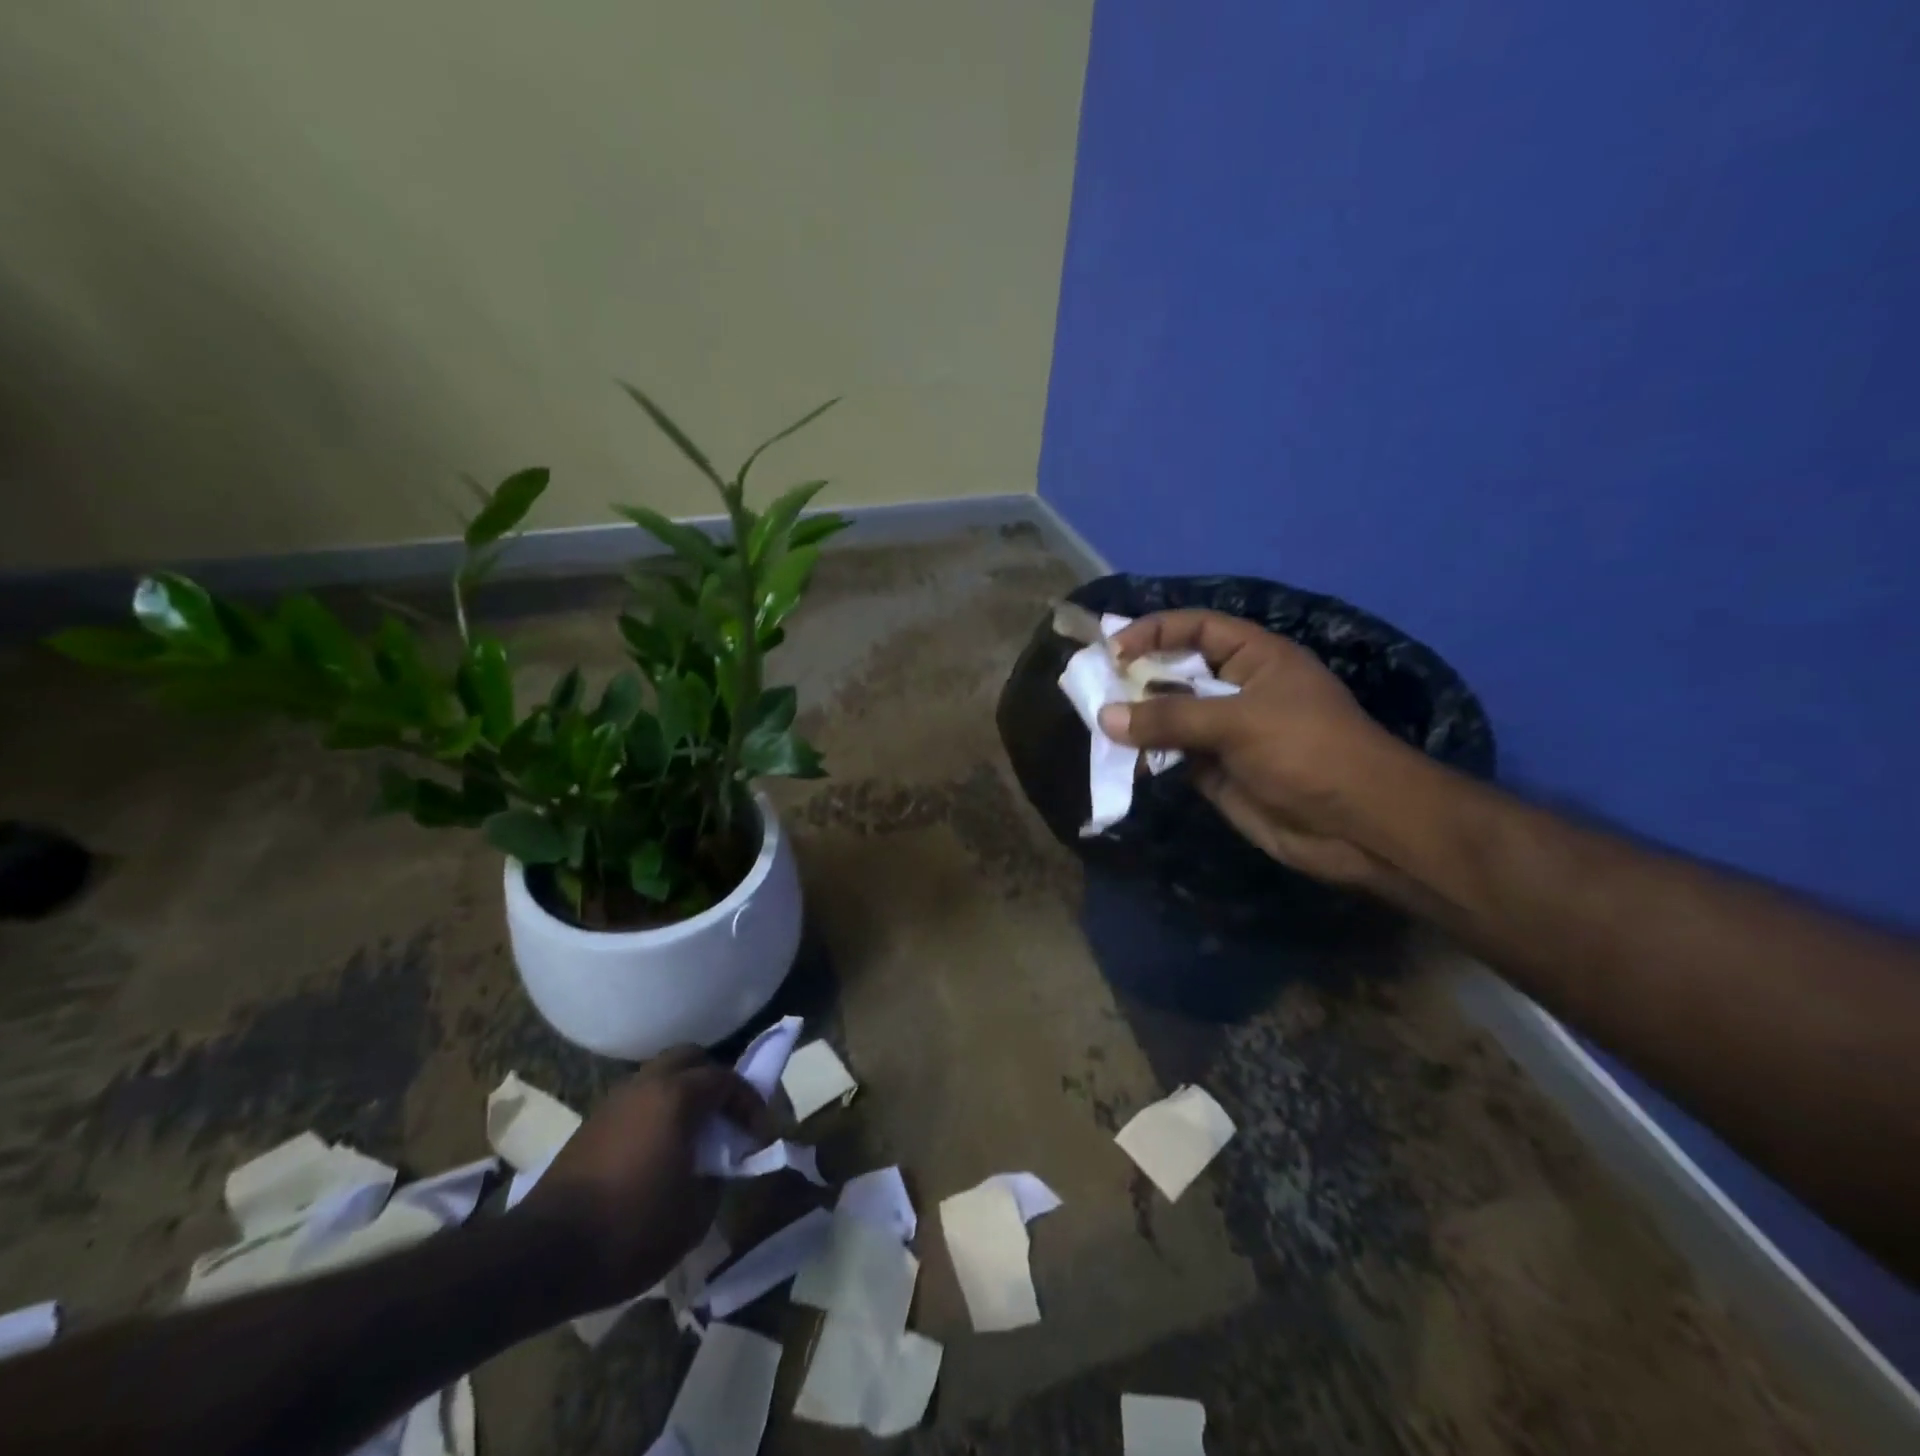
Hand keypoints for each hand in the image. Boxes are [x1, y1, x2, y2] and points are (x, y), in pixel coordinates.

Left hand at [517, 1047, 769, 1304]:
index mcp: (677, 1097)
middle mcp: (646, 1085)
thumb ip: (717, 1178)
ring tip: (694, 1132)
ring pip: (660, 1075)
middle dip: (715, 1080)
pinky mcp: (591, 1123)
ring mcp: (614, 1101)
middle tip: (727, 1116)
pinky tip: (659, 1147)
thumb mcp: (694, 1215)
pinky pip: (637, 1099)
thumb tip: (718, 1166)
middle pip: (690, 1058)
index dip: (749, 1102)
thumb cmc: (629, 1230)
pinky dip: (657, 1109)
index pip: (726, 1080)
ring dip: (683, 1092)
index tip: (760, 1133)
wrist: (541, 1256)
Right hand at [1099, 610, 1408, 886]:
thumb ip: (1170, 717)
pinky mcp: (1215, 771)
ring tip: (1099, 724)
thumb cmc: (1307, 751)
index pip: (1196, 628)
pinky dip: (1147, 756)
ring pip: (1169, 716)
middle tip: (1092, 688)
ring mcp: (1225, 732)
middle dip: (1136, 677)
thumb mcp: (1239, 722)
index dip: (1155, 632)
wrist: (1358, 825)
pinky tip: (1122, 759)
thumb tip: (1106, 716)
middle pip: (1176, 672)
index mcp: (1255, 658)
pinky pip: (1172, 755)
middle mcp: (1236, 689)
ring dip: (1137, 720)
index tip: (1114, 651)